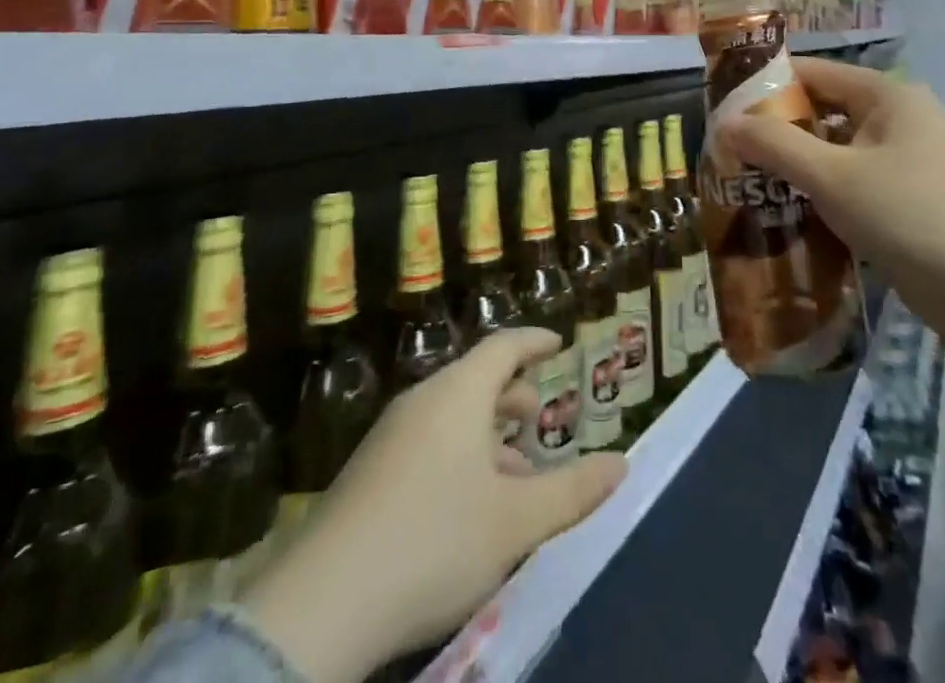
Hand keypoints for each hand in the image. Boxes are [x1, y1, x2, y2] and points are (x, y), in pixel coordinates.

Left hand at [243, 329, 626, 682]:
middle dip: (511, 395)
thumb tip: (620, 463)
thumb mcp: (515, 522)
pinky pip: (428, 444)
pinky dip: (459, 457)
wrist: (324, 603)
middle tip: (538, 416)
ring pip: (451, 418)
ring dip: (487, 436)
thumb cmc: (434, 541)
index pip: (502, 346)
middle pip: (474, 381)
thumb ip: (572, 491)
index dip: (533, 341)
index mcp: (457, 394)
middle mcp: (422, 402)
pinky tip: (470, 508)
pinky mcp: (370, 474)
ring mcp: (390, 437)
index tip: (558, 342)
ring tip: (515, 473)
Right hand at [723, 59, 944, 452]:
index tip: (720, 109)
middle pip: (819, 112)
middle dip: (774, 132)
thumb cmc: (914, 216)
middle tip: (726, 154)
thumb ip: (775, 145)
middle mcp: (895, 119)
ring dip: (794, 168)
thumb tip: (723, 122)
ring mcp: (904, 161)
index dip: (764, 85)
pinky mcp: (906, 201)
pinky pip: (850, 184)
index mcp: (884, 95)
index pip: (810, 73)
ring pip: (832, 152)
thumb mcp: (834, 177)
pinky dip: (819, 195)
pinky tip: (784, 216)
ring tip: (743, 186)